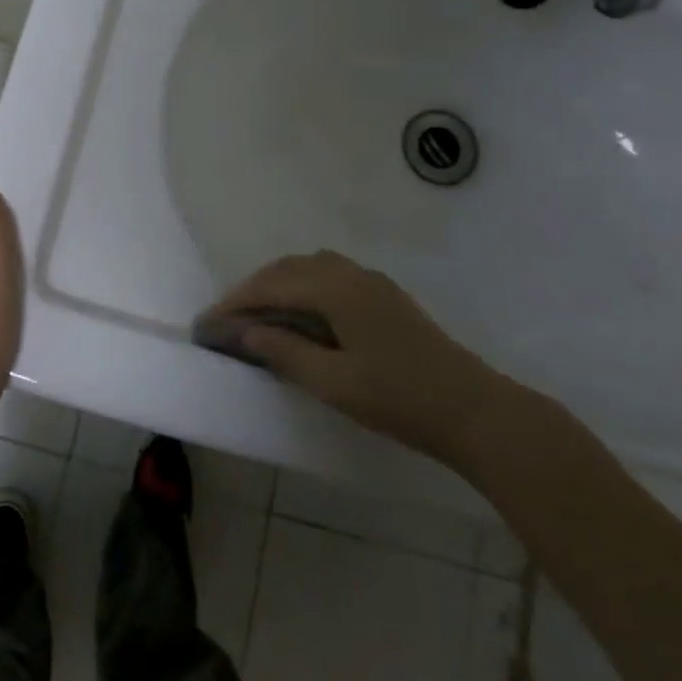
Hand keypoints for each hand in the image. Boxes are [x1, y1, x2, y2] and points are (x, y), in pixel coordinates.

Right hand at [205, 250, 515, 467]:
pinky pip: (330, 277)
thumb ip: (284, 352)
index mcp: (336, 289)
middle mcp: (352, 274)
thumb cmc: (399, 399)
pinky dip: (302, 288)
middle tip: (226, 319)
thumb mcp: (333, 382)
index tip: (206, 324)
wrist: (475, 411)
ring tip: (257, 316)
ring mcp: (372, 283)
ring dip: (278, 285)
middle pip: (288, 269)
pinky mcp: (385, 298)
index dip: (235, 302)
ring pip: (310, 269)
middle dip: (252, 289)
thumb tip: (245, 332)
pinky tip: (299, 316)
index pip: (271, 285)